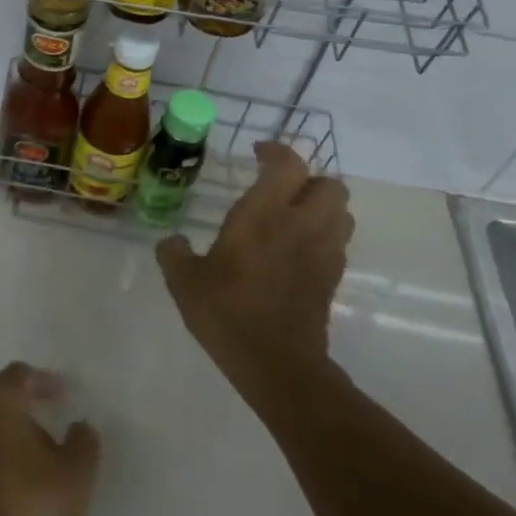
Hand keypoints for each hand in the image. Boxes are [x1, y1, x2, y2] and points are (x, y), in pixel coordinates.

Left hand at [0, 363, 100, 515]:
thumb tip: (80, 425)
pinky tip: (12, 482)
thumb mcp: (73, 478)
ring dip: (7, 433)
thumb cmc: (24, 509)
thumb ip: (83, 444)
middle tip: (49, 422)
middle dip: (24, 406)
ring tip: (34, 457)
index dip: (44, 381)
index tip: (64, 394)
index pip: (20, 375)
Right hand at [155, 140, 353, 393]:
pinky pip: (339, 242)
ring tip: (293, 215)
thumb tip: (172, 242)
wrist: (277, 365)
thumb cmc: (227, 313)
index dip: (276, 151)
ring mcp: (323, 253)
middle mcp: (300, 225)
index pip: (288, 165)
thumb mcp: (184, 281)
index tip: (257, 154)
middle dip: (308, 179)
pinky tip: (297, 249)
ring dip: (322, 206)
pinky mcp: (333, 279)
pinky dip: (324, 235)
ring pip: (342, 212)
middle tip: (280, 188)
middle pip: (330, 184)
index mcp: (264, 215)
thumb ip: (174, 253)